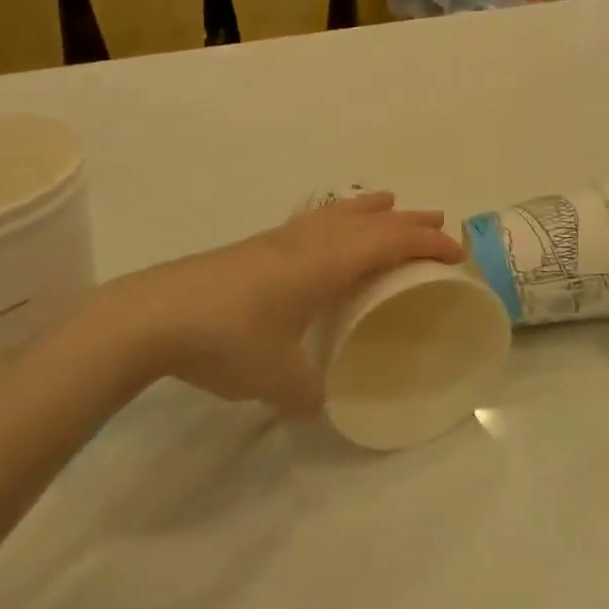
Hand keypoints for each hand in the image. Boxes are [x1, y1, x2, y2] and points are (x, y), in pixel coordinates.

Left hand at [79, 192, 464, 415]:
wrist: (153, 314)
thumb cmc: (227, 339)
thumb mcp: (277, 379)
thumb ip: (309, 393)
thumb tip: (321, 403)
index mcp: (326, 264)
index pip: (390, 243)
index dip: (426, 245)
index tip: (455, 254)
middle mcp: (309, 242)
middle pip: (371, 220)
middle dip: (408, 222)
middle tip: (438, 223)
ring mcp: (280, 239)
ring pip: (340, 212)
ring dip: (372, 210)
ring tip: (391, 205)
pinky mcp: (256, 246)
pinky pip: (315, 220)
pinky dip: (339, 217)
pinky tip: (327, 231)